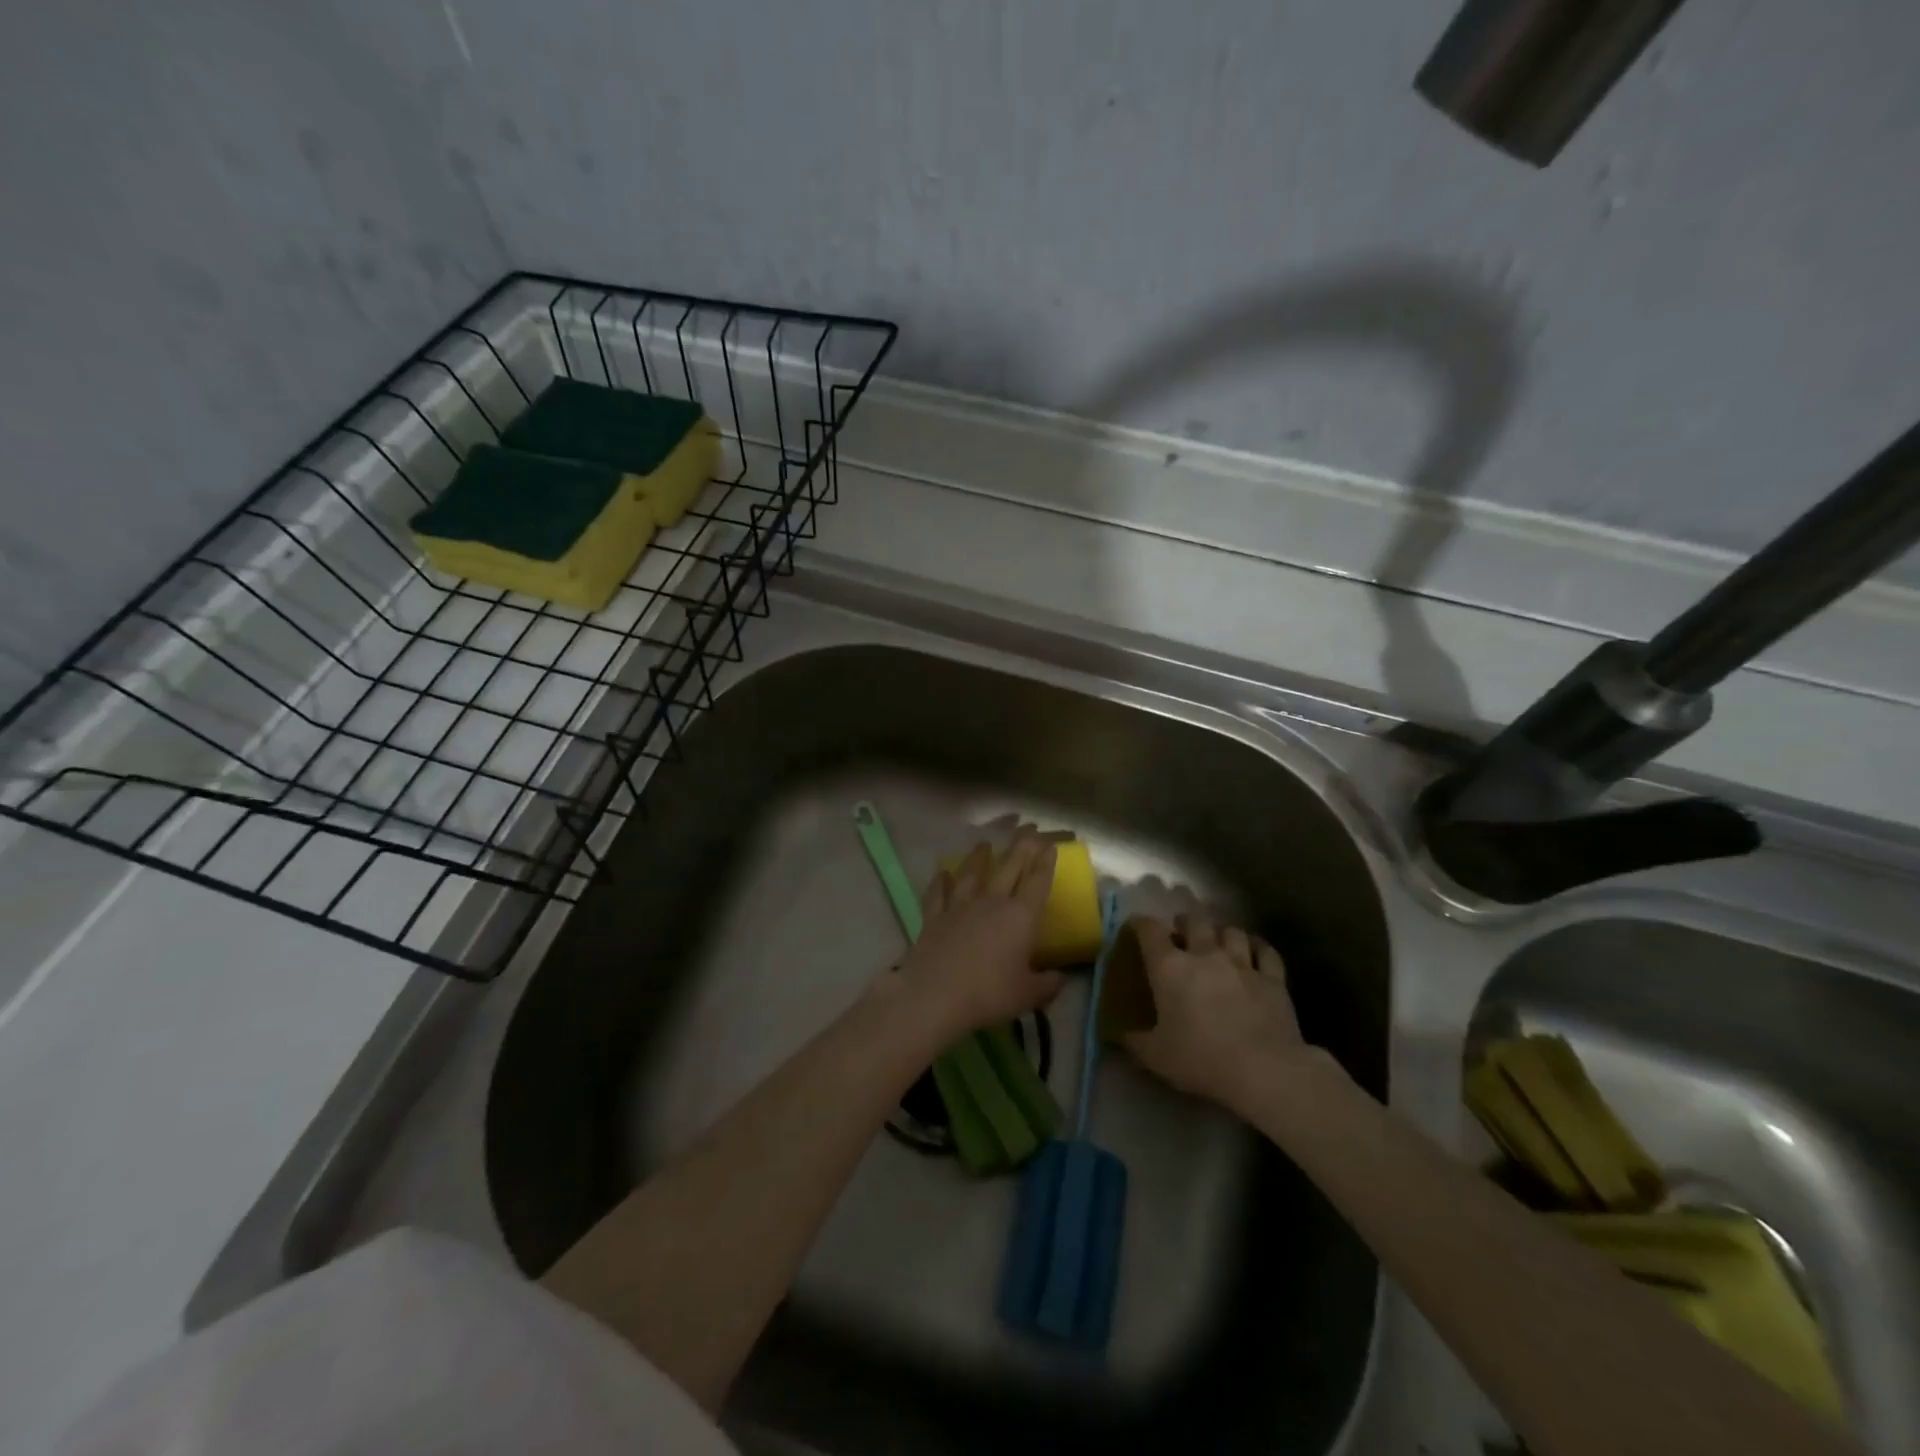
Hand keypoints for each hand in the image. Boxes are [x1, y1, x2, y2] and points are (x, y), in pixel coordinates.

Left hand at [894, 826, 1065, 1038]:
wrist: (935, 996)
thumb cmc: (989, 994)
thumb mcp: (1028, 995)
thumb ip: (1048, 985)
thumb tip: (1060, 978)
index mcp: (1020, 917)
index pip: (1037, 882)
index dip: (1046, 862)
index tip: (1050, 844)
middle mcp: (991, 902)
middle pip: (1009, 867)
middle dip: (1021, 846)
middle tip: (1028, 828)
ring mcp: (959, 906)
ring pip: (972, 873)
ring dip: (979, 857)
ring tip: (985, 843)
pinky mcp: (933, 917)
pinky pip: (937, 894)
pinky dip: (939, 882)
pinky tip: (941, 873)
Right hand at [1121, 913, 1319, 1112]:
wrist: (1264, 1071)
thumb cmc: (1201, 1059)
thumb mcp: (1156, 1057)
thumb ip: (1134, 1041)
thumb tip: (1118, 1035)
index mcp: (1169, 967)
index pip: (1149, 929)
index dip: (1140, 923)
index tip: (1136, 927)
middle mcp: (1205, 954)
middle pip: (1194, 920)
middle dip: (1185, 923)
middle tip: (1181, 934)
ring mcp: (1242, 963)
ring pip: (1231, 930)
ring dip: (1221, 933)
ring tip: (1218, 942)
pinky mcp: (1273, 979)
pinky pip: (1266, 951)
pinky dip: (1258, 948)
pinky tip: (1255, 953)